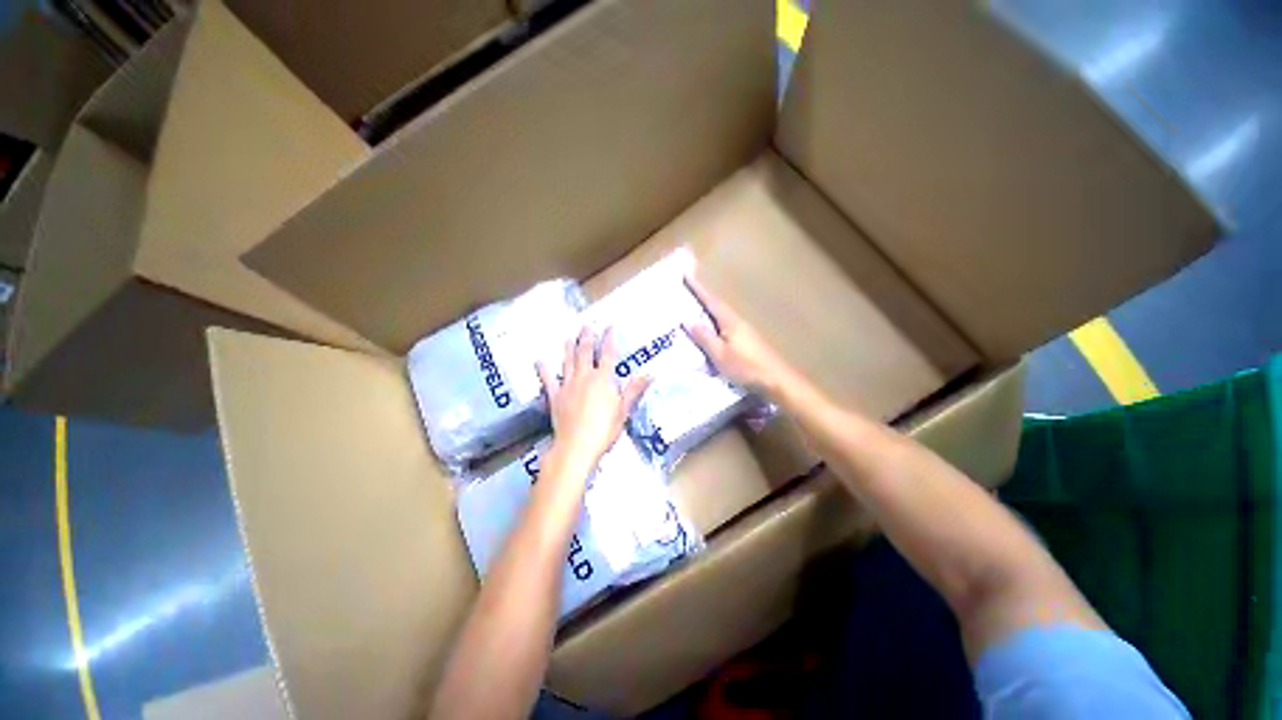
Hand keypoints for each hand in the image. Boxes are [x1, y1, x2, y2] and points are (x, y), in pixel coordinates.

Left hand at [536, 327, 649, 477]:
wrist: (577, 446)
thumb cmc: (604, 429)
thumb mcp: (624, 410)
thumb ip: (634, 390)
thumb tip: (650, 374)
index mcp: (603, 379)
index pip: (608, 354)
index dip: (609, 338)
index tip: (610, 326)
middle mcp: (585, 377)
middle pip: (586, 353)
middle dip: (587, 338)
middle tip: (586, 325)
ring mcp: (567, 385)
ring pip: (568, 361)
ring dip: (569, 348)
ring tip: (569, 337)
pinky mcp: (555, 396)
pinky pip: (548, 380)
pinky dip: (544, 370)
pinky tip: (539, 360)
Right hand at [683, 274, 798, 396]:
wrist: (776, 381)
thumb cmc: (746, 367)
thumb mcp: (720, 354)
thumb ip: (704, 337)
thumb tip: (687, 320)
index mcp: (730, 321)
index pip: (710, 301)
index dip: (698, 288)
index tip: (686, 274)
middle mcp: (737, 322)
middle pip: (716, 306)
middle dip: (701, 299)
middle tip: (684, 292)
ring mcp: (744, 332)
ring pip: (720, 318)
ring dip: (707, 313)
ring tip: (691, 312)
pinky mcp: (746, 342)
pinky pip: (724, 328)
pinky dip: (713, 326)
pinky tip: (708, 333)